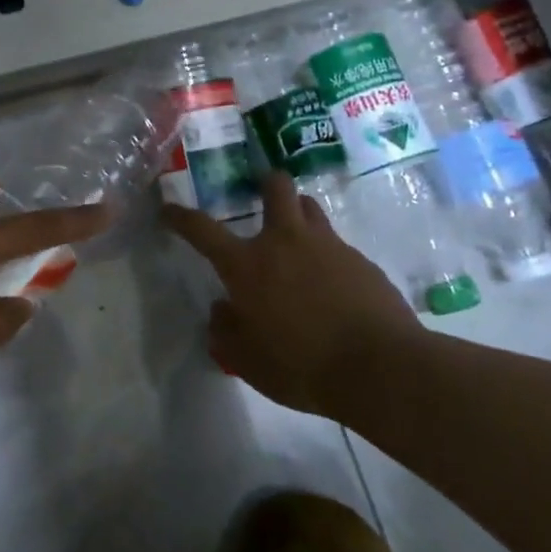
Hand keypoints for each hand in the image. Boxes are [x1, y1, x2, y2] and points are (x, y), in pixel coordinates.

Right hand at [162, 173, 422, 416]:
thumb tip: (222, 310)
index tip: (169, 210)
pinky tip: (333, 287)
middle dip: (266, 182)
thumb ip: (226, 332)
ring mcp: (329, 247)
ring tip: (297, 237)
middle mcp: (286, 242)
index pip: (202, 230)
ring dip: (299, 214)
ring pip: (311, 210)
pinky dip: (328, 256)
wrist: (381, 369)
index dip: (181, 217)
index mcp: (248, 264)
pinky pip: (338, 246)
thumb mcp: (247, 360)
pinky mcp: (362, 262)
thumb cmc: (301, 365)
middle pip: (276, 188)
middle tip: (262, 190)